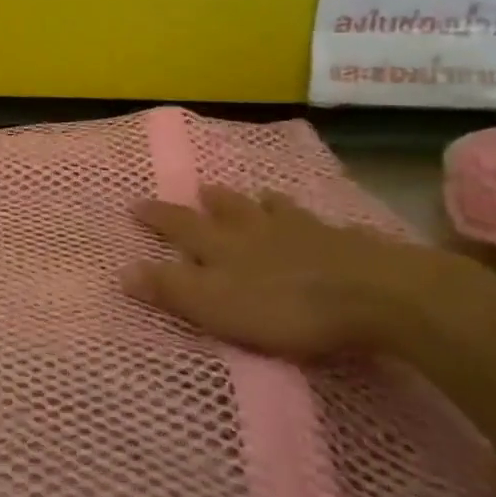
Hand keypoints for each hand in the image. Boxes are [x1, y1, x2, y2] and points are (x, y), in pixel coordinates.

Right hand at [126, 187, 429, 358]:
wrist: (372, 293)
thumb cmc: (285, 306)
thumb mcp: (216, 305)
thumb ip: (171, 289)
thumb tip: (123, 270)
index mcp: (223, 245)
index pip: (180, 225)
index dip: (157, 216)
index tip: (136, 203)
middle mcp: (257, 229)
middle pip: (230, 209)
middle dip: (212, 201)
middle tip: (202, 190)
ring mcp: (304, 231)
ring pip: (275, 210)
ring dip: (261, 203)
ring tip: (260, 196)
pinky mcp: (346, 243)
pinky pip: (322, 225)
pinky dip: (312, 221)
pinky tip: (323, 224)